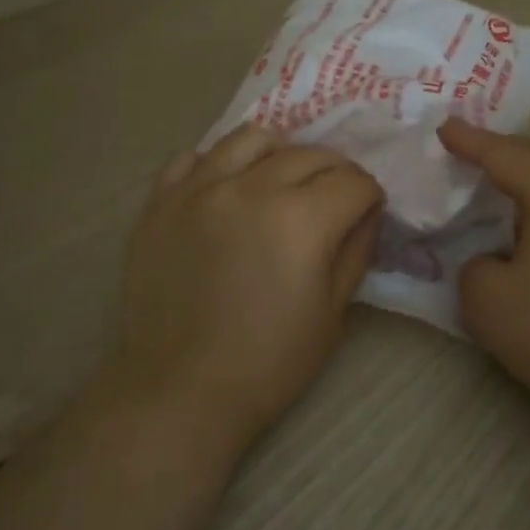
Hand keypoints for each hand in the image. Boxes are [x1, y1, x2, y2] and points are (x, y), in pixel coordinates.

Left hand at [111, 125, 384, 447]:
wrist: (182, 390)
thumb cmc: (270, 362)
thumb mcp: (332, 312)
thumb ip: (356, 250)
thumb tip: (366, 212)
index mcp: (302, 219)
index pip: (353, 181)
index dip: (369, 196)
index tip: (367, 212)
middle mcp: (251, 188)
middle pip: (309, 154)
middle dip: (334, 173)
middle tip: (334, 199)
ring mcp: (199, 189)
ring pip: (250, 139)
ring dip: (279, 154)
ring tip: (279, 181)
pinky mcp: (160, 202)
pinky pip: (192, 157)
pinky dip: (218, 163)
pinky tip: (226, 187)